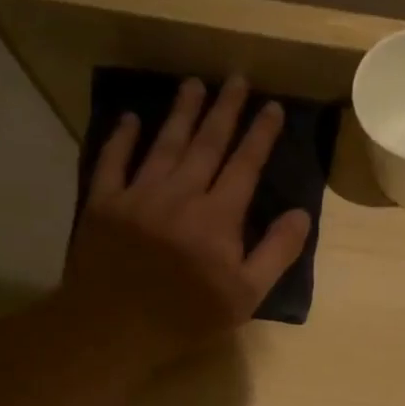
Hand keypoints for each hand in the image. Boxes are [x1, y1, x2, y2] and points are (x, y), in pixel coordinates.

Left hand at [60, 77, 311, 355]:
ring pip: (164, 143)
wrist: (115, 326)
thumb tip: (300, 215)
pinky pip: (112, 161)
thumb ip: (276, 252)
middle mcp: (180, 193)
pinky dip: (121, 138)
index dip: (261, 135)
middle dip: (225, 110)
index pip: (245, 165)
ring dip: (181, 112)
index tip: (273, 107)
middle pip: (207, 143)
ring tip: (194, 84)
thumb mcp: (247, 295)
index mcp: (218, 215)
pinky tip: (130, 118)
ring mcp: (138, 194)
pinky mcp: (103, 203)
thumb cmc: (188, 315)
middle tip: (236, 79)